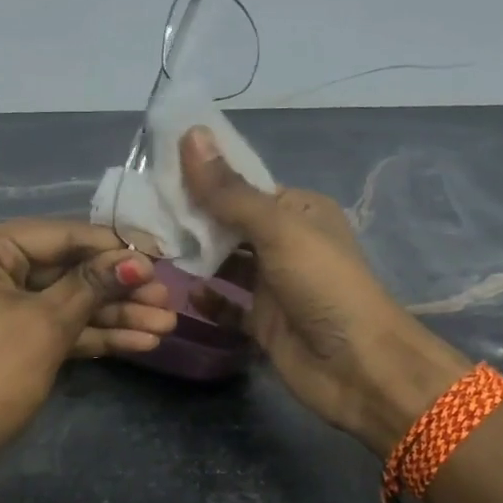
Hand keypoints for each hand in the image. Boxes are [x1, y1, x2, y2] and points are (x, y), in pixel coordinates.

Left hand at [0, 219, 175, 458]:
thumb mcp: (47, 325)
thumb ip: (94, 285)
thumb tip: (140, 260)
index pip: (61, 236)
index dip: (115, 247)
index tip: (163, 254)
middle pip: (68, 269)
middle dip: (120, 288)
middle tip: (168, 298)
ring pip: (67, 300)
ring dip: (115, 315)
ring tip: (167, 324)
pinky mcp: (11, 334)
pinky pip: (57, 324)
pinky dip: (93, 334)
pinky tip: (141, 341)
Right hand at [180, 128, 467, 452]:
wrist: (359, 367)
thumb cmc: (324, 285)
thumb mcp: (277, 230)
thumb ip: (229, 192)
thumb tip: (190, 135)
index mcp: (299, 211)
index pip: (243, 186)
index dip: (204, 178)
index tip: (157, 173)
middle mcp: (285, 243)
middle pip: (230, 224)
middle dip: (192, 220)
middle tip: (142, 214)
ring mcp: (273, 285)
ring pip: (225, 265)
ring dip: (196, 259)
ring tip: (152, 250)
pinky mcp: (263, 323)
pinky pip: (227, 307)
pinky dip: (208, 301)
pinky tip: (185, 295)